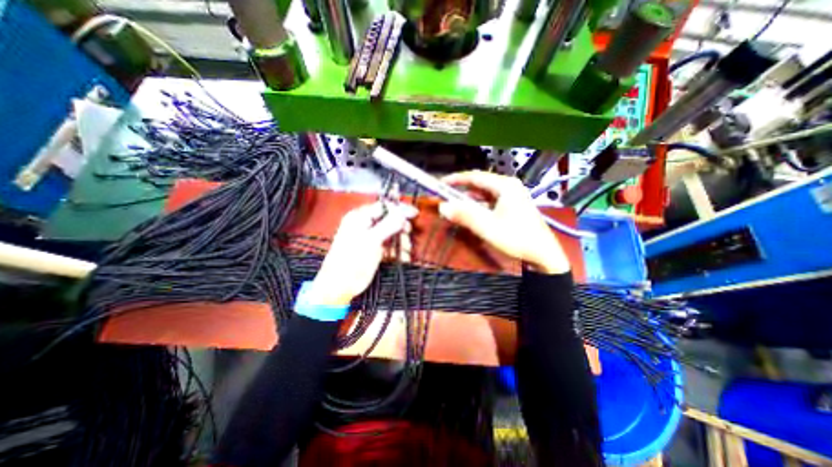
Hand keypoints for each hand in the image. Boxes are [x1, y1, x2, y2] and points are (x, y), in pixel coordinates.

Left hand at [306, 201, 414, 305]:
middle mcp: (365, 224)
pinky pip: (390, 244)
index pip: (383, 206)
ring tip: (404, 252)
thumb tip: (404, 212)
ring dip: (401, 242)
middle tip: (406, 236)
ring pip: (392, 233)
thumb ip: (389, 224)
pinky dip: (397, 250)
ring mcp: (370, 237)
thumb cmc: (351, 261)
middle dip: (401, 228)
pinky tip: (402, 257)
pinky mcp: (375, 249)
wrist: (340, 286)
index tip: (414, 214)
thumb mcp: (372, 240)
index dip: (399, 209)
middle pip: (390, 219)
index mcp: (360, 217)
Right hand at [437, 169, 568, 273]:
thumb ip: (465, 216)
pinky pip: (491, 200)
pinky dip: (479, 205)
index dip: (456, 179)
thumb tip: (443, 207)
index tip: (441, 183)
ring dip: (470, 199)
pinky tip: (472, 213)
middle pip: (480, 183)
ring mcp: (513, 195)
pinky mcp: (514, 205)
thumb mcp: (487, 227)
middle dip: (462, 190)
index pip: (475, 176)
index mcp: (505, 186)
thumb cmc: (516, 238)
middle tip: (446, 196)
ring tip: (456, 205)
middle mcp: (510, 186)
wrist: (543, 254)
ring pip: (485, 193)